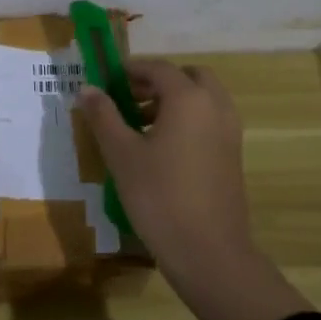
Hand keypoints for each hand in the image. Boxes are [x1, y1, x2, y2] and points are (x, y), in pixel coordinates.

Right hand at [81, 61, 310, 319]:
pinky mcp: (232, 155)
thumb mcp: (122, 154)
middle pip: (188, 77)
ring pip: (202, 99)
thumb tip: (87, 88)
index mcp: (189, 98)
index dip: (130, 69)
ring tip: (138, 125)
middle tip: (128, 98)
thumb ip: (104, 116)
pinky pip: (210, 120)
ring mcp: (229, 131)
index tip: (106, 80)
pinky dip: (188, 120)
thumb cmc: (159, 196)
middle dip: (158, 81)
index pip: (158, 68)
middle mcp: (215, 106)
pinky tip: (160, 149)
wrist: (209, 252)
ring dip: (173, 100)